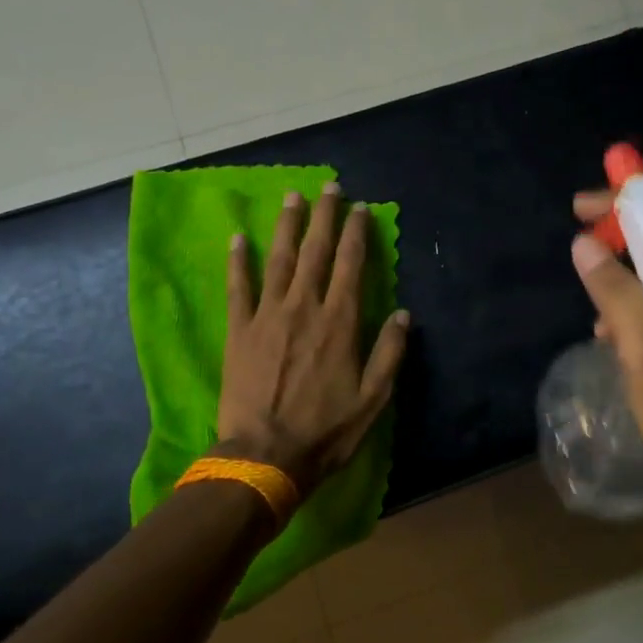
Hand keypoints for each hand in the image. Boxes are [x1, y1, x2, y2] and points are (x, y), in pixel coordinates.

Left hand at [217, 183, 409, 493]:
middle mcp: (305, 308)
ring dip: (286, 226)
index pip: (351, 265)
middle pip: (315, 251)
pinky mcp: (239, 331)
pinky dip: (238, 261)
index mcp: (340, 322)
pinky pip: (238, 287)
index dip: (356, 233)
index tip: (360, 209)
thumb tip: (404, 314)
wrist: (265, 455)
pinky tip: (238, 239)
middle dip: (323, 216)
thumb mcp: (373, 398)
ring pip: (278, 259)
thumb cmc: (326, 431)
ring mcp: (267, 316)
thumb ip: (390, 353)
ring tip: (292, 197)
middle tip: (328, 187)